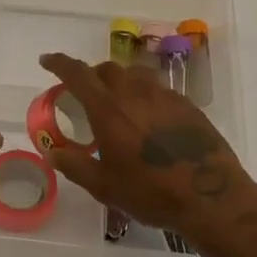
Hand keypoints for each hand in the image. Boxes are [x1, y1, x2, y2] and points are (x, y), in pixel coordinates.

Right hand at [37, 53, 256, 242]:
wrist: (210, 196)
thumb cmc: (150, 192)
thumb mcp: (104, 186)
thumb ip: (75, 165)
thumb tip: (51, 152)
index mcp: (108, 109)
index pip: (77, 74)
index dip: (59, 63)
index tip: (46, 60)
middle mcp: (134, 93)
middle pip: (106, 69)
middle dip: (90, 75)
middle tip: (84, 94)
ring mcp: (163, 95)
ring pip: (134, 74)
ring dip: (119, 81)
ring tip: (117, 103)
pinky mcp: (186, 104)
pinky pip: (158, 88)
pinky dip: (144, 94)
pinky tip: (148, 118)